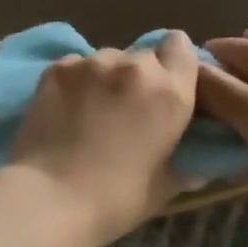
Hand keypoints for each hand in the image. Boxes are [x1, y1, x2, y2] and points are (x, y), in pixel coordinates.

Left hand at [7, 31, 199, 246]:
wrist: (51, 198)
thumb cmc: (117, 199)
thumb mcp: (165, 187)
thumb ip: (184, 165)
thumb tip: (196, 167)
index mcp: (170, 91)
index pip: (182, 46)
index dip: (175, 62)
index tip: (168, 86)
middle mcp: (135, 66)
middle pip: (144, 55)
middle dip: (140, 77)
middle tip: (128, 109)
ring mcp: (92, 63)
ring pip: (108, 59)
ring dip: (107, 78)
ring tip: (92, 110)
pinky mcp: (57, 69)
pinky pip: (76, 66)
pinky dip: (76, 82)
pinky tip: (66, 109)